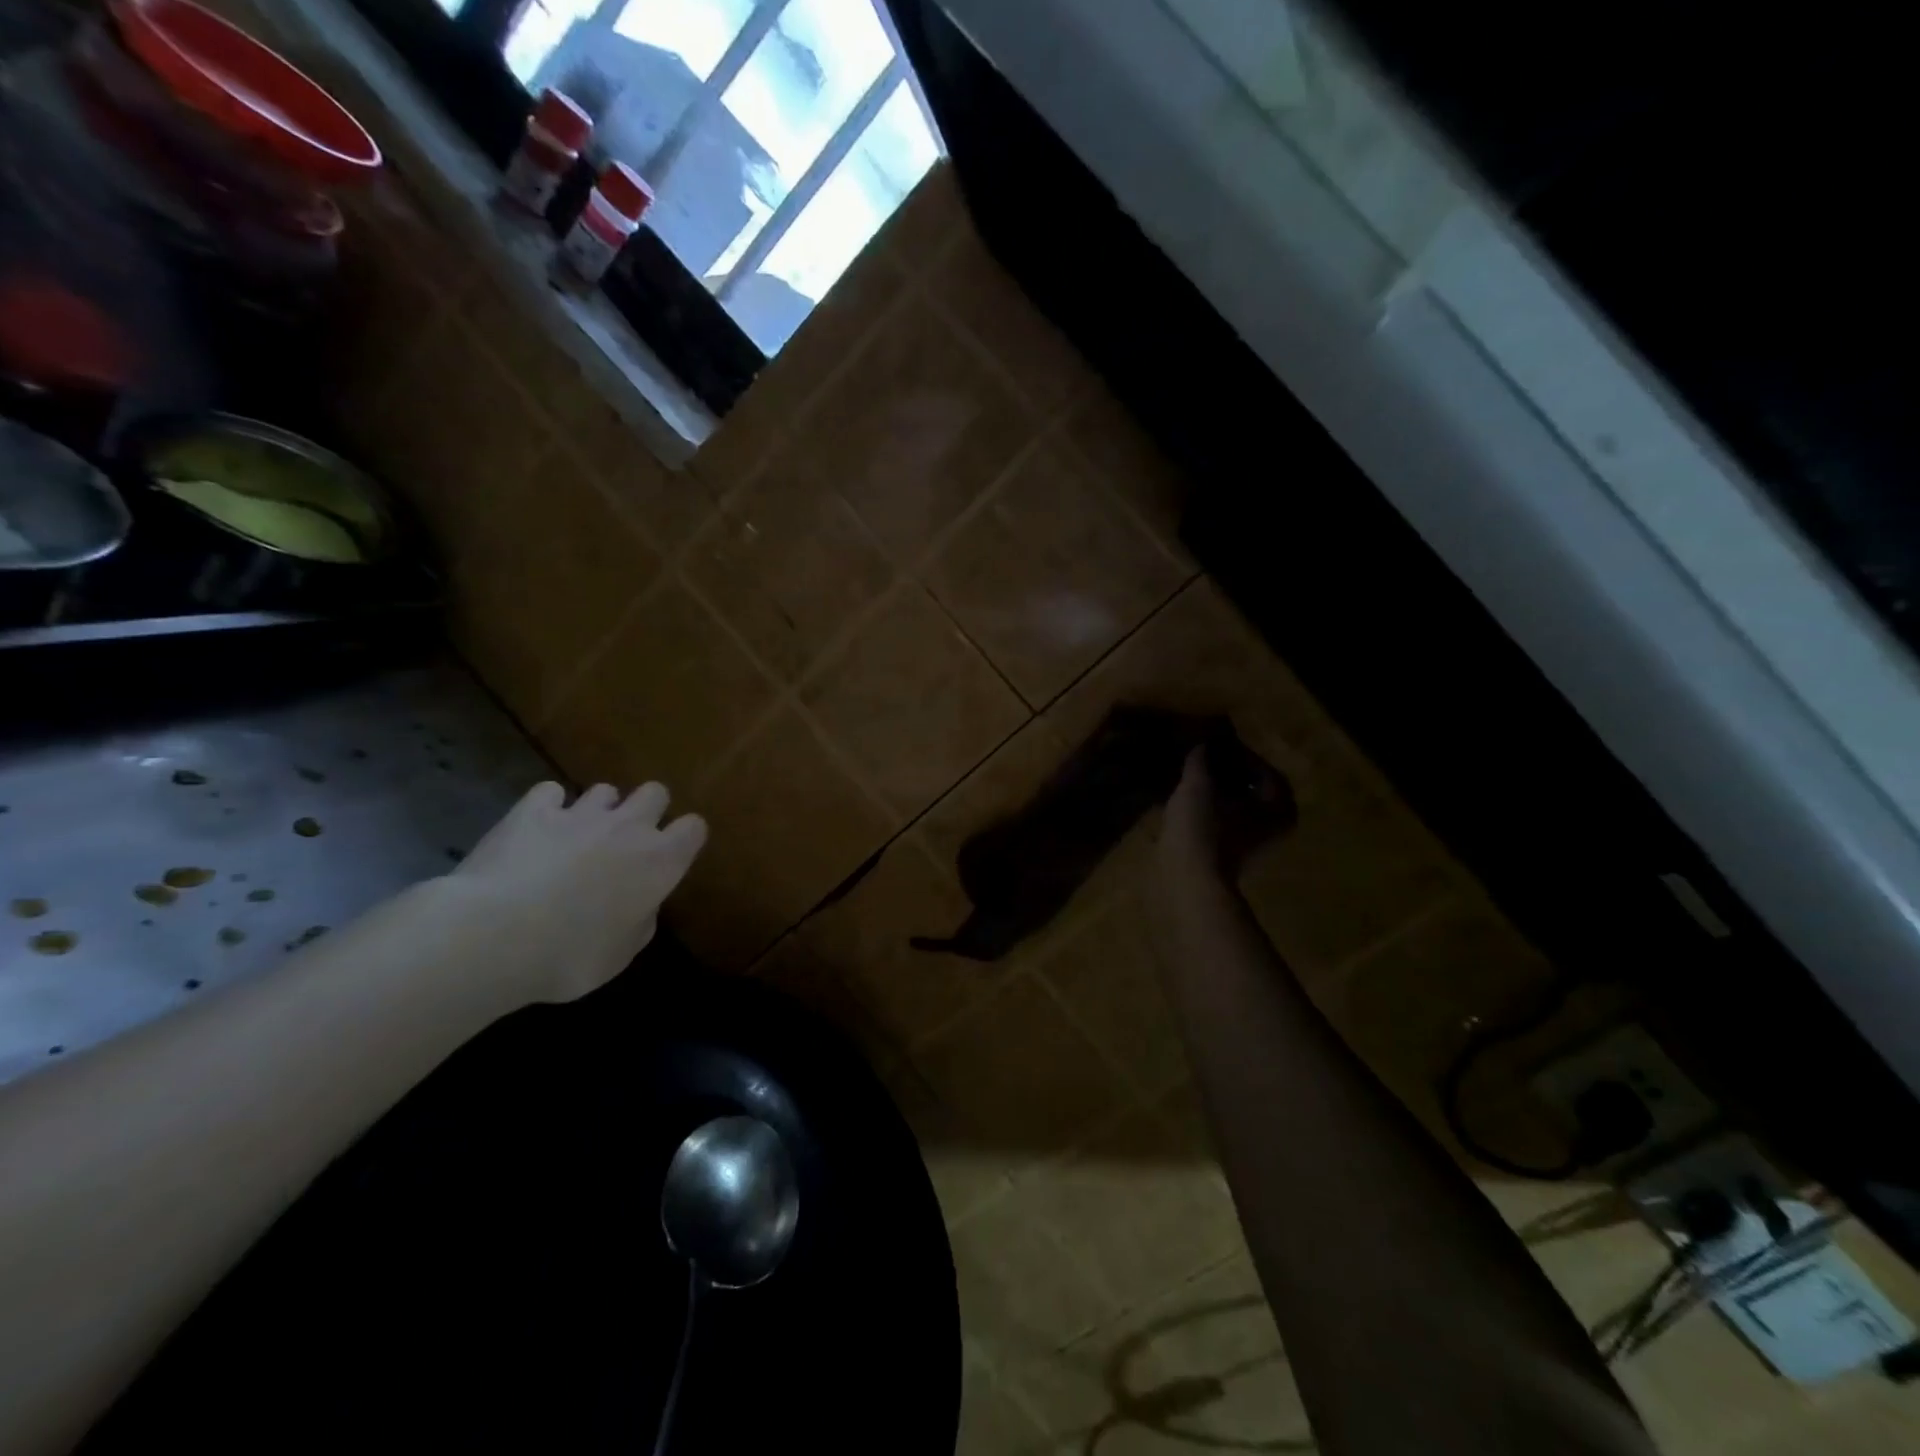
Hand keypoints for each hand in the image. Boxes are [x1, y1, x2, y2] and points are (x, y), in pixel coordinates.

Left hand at [449, 781, 707, 1004]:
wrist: (494, 936)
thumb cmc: (571, 955)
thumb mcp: (621, 954)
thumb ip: (641, 920)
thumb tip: (641, 905)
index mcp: (660, 861)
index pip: (694, 828)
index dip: (684, 839)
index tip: (671, 857)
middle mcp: (629, 827)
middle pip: (656, 793)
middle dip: (646, 811)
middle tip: (626, 841)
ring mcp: (580, 813)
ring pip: (605, 790)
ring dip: (599, 810)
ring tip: (579, 836)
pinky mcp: (533, 810)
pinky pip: (551, 792)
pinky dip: (548, 806)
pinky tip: (537, 826)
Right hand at [1158, 739, 1294, 883]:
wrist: (1190, 881)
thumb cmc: (1203, 829)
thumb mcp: (1198, 786)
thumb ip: (1201, 760)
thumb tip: (1202, 744)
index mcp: (1280, 807)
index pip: (1264, 770)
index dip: (1240, 753)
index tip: (1216, 744)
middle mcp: (1276, 825)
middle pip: (1254, 788)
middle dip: (1229, 772)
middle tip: (1204, 757)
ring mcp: (1255, 842)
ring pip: (1239, 805)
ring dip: (1219, 789)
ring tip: (1194, 775)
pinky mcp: (1234, 852)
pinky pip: (1227, 819)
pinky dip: (1213, 806)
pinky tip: (1190, 798)